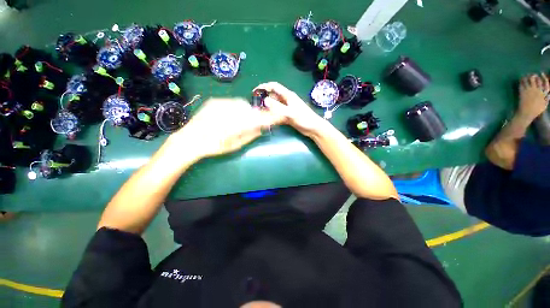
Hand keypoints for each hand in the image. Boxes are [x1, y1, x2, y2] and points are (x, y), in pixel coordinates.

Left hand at [169, 98, 277, 158]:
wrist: (190, 140)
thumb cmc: (214, 147)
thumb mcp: (235, 145)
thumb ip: (251, 135)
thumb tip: (262, 128)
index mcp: (238, 125)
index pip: (260, 119)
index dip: (270, 117)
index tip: (278, 117)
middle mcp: (231, 111)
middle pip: (252, 110)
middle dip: (256, 115)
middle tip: (254, 123)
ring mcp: (222, 104)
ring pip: (242, 105)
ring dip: (246, 111)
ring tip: (240, 120)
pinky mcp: (215, 102)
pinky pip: (232, 102)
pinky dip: (236, 108)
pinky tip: (230, 116)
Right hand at [254, 82, 327, 137]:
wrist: (313, 128)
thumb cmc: (304, 119)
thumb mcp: (291, 113)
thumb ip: (278, 107)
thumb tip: (265, 100)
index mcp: (288, 96)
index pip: (274, 87)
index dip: (265, 86)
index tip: (255, 91)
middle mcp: (287, 100)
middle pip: (273, 96)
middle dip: (264, 98)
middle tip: (255, 104)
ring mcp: (287, 108)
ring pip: (275, 105)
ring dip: (267, 107)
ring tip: (259, 112)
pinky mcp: (287, 116)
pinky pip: (277, 113)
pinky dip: (272, 115)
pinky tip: (267, 118)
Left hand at [518, 74, 548, 120]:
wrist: (526, 113)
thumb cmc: (536, 111)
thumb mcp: (544, 105)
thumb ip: (547, 99)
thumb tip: (549, 94)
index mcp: (543, 93)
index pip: (546, 83)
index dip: (544, 77)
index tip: (542, 74)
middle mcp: (537, 90)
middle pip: (537, 79)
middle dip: (535, 76)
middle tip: (532, 75)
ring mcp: (530, 90)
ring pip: (530, 79)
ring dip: (528, 76)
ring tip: (526, 76)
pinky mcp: (523, 91)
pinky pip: (522, 83)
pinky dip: (522, 80)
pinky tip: (521, 79)